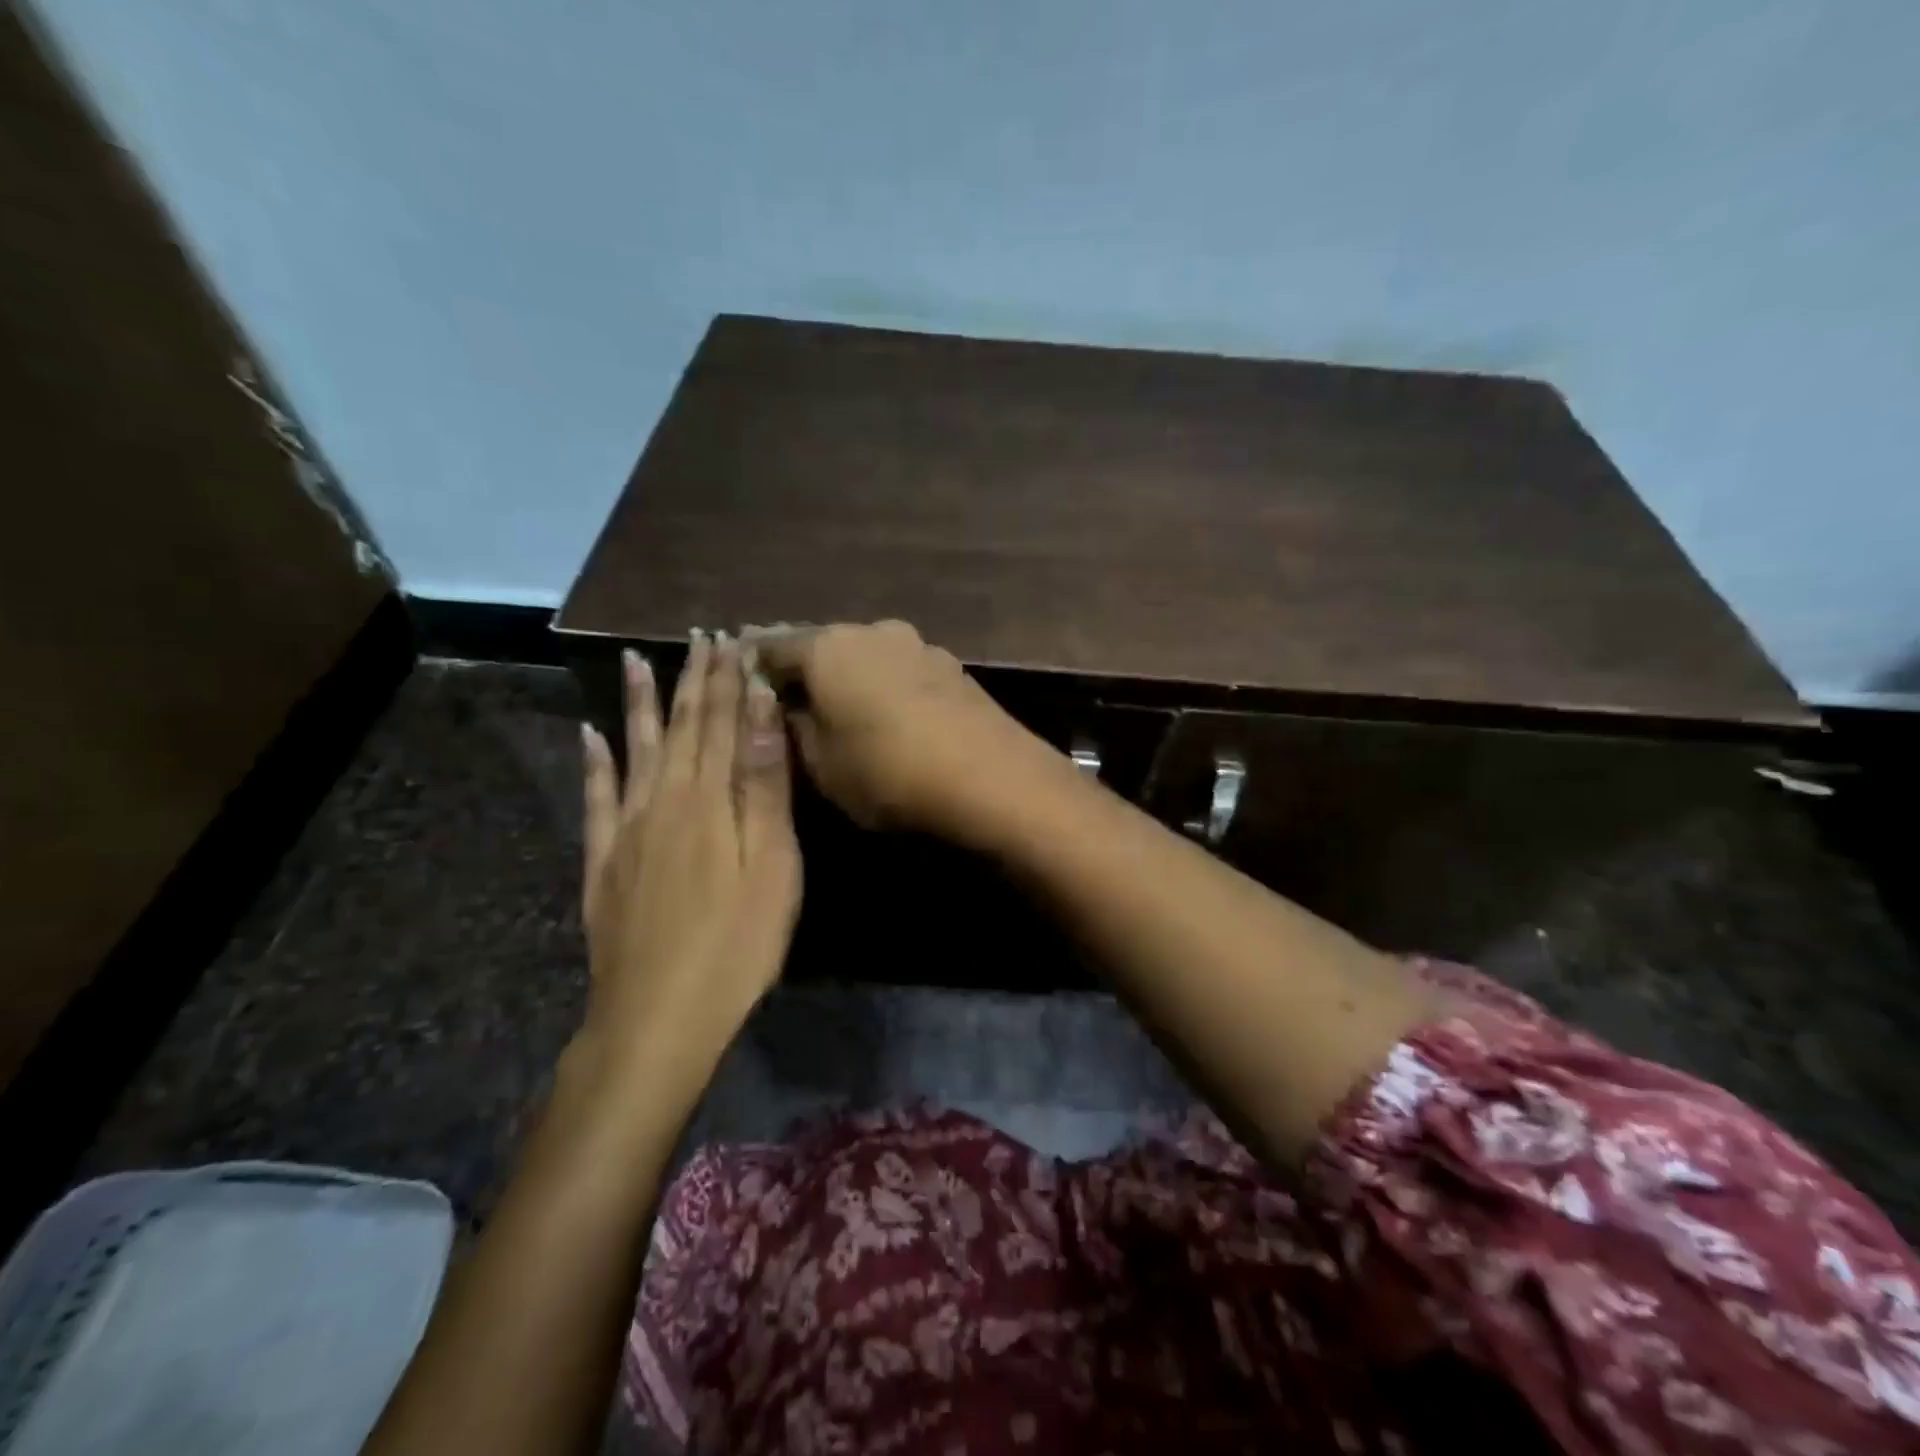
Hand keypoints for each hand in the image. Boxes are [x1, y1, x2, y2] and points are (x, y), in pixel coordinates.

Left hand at [575, 633, 800, 1092]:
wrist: (658, 1016)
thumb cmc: (737, 941)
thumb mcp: (770, 861)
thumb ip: (762, 781)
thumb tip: (758, 705)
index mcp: (707, 797)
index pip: (721, 720)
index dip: (727, 678)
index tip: (732, 638)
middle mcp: (662, 799)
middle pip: (681, 726)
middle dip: (692, 679)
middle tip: (699, 637)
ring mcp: (626, 830)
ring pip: (637, 749)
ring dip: (640, 703)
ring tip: (633, 659)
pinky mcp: (605, 862)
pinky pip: (596, 798)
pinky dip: (594, 763)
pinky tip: (588, 736)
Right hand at [754, 620, 1052, 835]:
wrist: (991, 777)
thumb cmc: (889, 772)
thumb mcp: (822, 766)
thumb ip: (794, 731)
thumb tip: (785, 708)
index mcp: (828, 648)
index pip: (772, 646)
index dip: (752, 666)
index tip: (738, 682)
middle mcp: (872, 631)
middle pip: (822, 645)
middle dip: (803, 669)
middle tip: (786, 697)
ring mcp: (918, 645)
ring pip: (865, 655)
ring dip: (848, 676)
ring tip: (838, 707)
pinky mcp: (951, 667)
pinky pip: (900, 670)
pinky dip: (883, 685)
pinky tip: (886, 712)